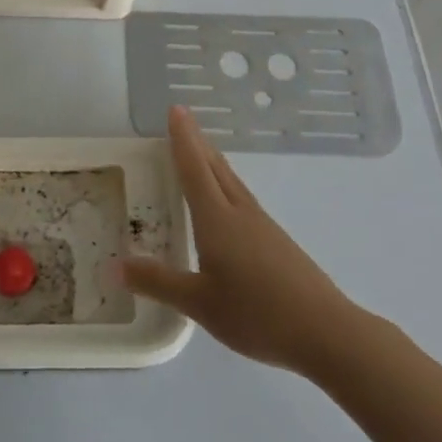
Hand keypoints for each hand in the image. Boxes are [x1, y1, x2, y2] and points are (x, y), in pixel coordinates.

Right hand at [120, 105, 364, 375]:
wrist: (326, 332)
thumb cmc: (257, 314)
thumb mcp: (199, 303)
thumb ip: (158, 283)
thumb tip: (115, 265)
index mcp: (217, 219)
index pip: (194, 169)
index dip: (183, 139)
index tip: (176, 109)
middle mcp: (240, 213)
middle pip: (215, 167)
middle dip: (197, 142)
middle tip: (183, 119)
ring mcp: (262, 226)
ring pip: (232, 182)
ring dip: (213, 161)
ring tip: (201, 152)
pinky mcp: (277, 242)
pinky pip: (242, 199)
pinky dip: (226, 185)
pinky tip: (227, 202)